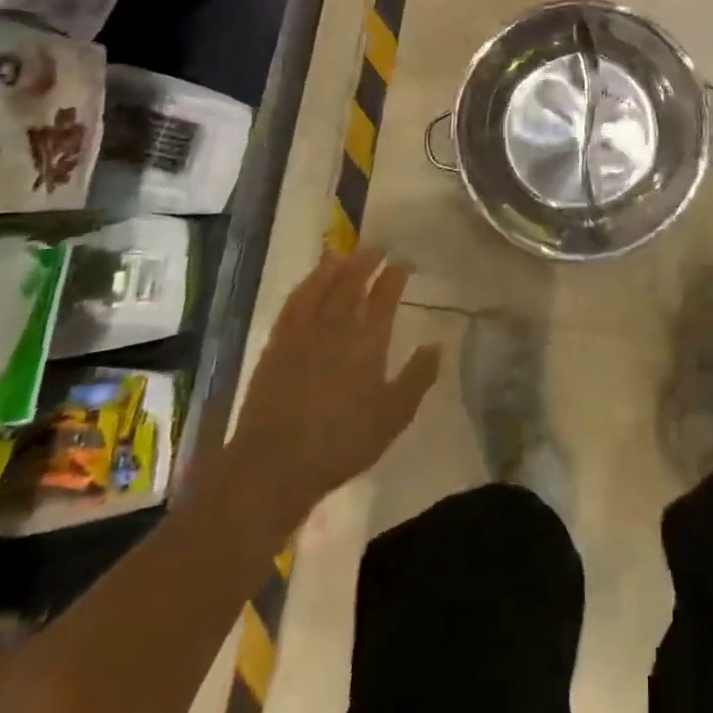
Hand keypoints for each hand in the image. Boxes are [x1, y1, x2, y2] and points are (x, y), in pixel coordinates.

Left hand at [224, 248, 440, 510]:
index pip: (385, 296)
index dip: (395, 275)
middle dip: (367, 260)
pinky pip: (295, 302)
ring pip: (322, 285)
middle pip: (353, 281)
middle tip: (377, 247)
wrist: (274, 464)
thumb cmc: (341, 442)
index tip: (404, 262)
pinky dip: (306, 285)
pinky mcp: (277, 343)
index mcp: (368, 340)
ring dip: (336, 266)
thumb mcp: (393, 416)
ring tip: (346, 252)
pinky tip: (310, 282)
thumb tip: (437, 345)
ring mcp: (304, 332)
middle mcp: (337, 325)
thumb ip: (418, 378)